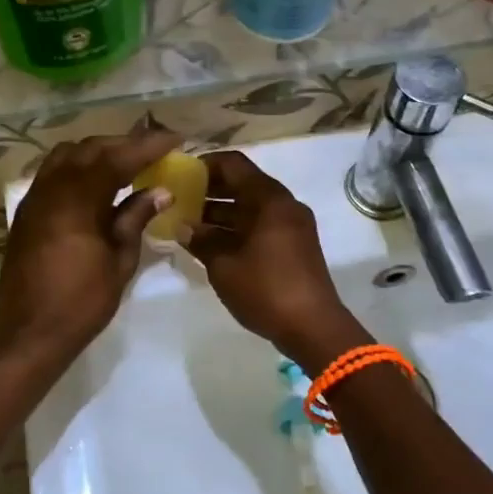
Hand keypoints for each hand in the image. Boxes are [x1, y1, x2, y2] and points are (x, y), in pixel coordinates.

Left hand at [0, 129, 180, 372]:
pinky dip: (78, 166)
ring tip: (126, 161)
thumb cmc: (81, 302)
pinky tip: (96, 181)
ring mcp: (35, 198)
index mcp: (77, 200)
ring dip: (98, 151)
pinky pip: (53, 172)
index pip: (117, 158)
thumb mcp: (119, 261)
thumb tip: (161, 191)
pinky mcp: (27, 211)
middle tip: (154, 148)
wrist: (29, 333)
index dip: (148, 146)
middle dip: (124, 144)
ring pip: (67, 155)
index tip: (175, 139)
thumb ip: (136, 219)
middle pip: (90, 149)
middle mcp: (52, 189)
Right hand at [183, 151, 356, 364]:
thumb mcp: (224, 265)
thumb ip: (202, 240)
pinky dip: (237, 228)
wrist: (313, 328)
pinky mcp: (294, 246)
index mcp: (269, 199)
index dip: (205, 165)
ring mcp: (292, 225)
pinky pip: (260, 225)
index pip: (233, 164)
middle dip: (210, 191)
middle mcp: (283, 204)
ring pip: (251, 207)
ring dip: (221, 213)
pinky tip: (212, 244)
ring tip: (189, 225)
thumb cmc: (266, 289)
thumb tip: (184, 227)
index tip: (180, 176)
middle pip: (242, 184)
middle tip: (179, 201)